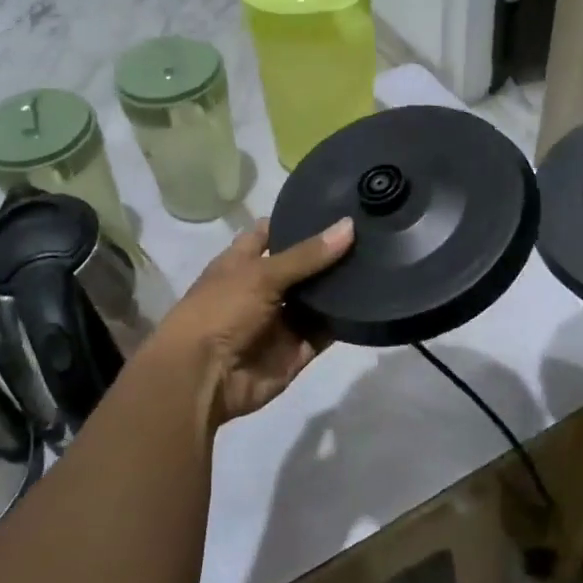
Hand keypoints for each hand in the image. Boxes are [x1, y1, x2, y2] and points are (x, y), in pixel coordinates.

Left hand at [152, 216, 354, 430]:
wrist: (202, 377)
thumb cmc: (221, 311)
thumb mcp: (261, 274)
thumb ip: (307, 255)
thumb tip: (349, 226)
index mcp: (242, 263)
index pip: (271, 233)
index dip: (296, 220)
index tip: (334, 205)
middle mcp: (262, 289)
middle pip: (302, 267)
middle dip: (330, 253)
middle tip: (370, 233)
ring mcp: (281, 321)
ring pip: (317, 299)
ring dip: (342, 286)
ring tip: (380, 260)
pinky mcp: (296, 350)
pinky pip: (325, 332)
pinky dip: (344, 320)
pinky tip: (372, 301)